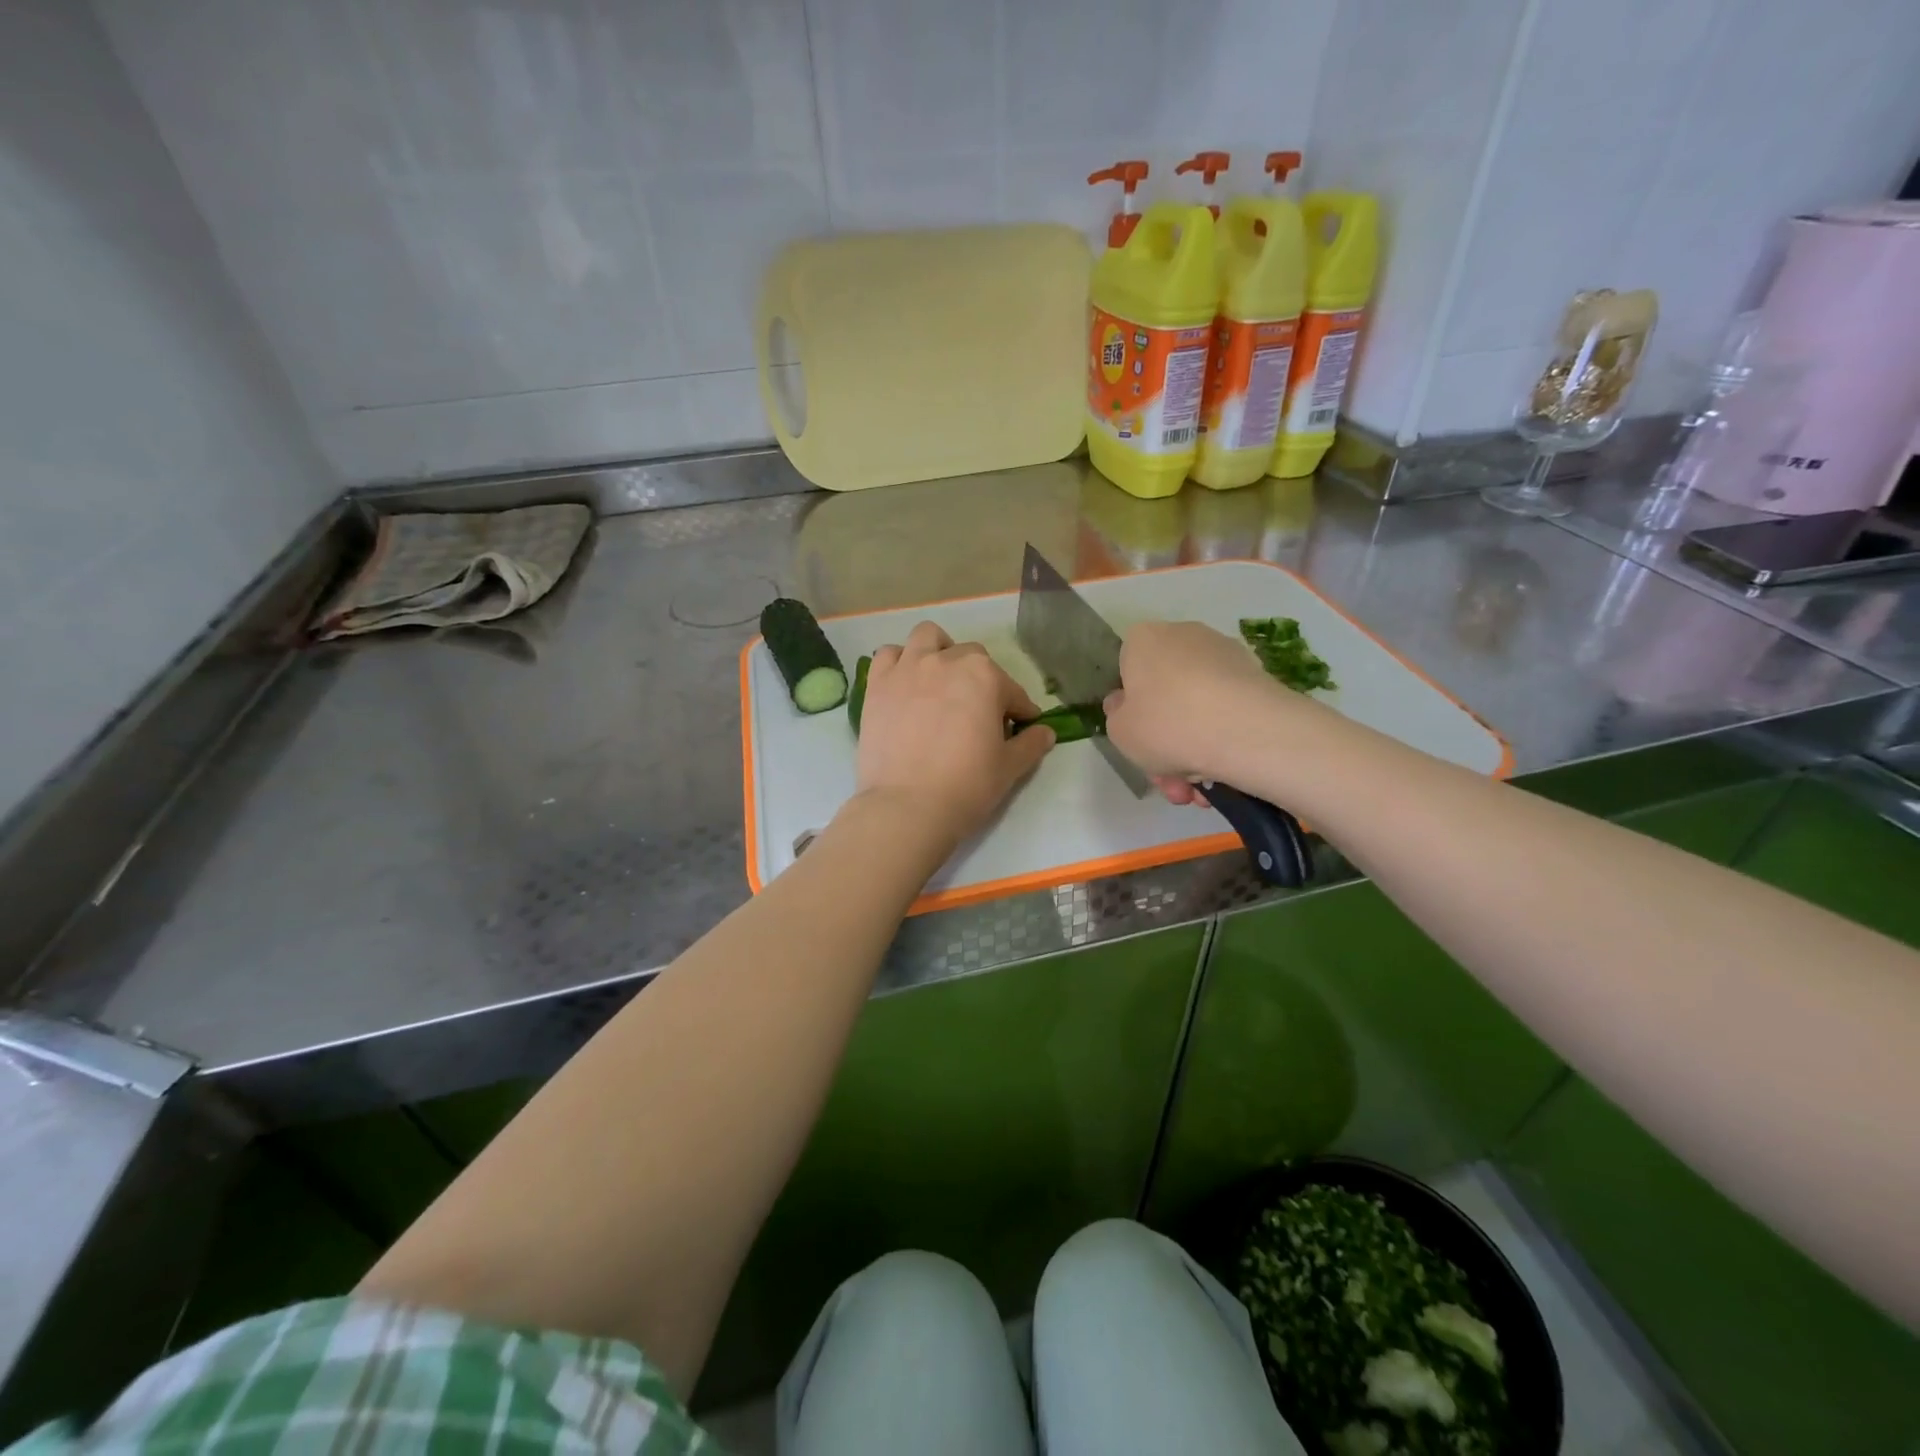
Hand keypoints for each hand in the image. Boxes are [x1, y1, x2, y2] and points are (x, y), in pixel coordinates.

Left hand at [856, 622, 1054, 844]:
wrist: (907, 806)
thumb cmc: (966, 785)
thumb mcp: (1010, 768)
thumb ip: (1031, 744)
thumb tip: (1046, 732)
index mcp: (985, 677)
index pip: (1012, 691)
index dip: (1020, 711)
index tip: (1020, 727)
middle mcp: (946, 661)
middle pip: (972, 658)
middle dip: (982, 680)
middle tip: (979, 712)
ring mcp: (907, 669)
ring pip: (928, 638)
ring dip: (940, 651)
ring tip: (941, 679)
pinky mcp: (877, 684)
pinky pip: (888, 654)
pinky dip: (899, 662)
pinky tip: (906, 683)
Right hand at [1102, 621, 1306, 801]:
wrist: (1245, 732)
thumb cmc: (1166, 725)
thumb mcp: (1119, 731)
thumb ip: (1117, 716)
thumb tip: (1127, 705)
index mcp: (1144, 639)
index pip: (1127, 669)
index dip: (1130, 709)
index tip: (1139, 739)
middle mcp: (1184, 636)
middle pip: (1165, 695)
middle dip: (1166, 744)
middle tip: (1171, 782)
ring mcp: (1225, 655)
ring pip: (1198, 710)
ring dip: (1194, 752)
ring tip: (1198, 792)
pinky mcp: (1257, 678)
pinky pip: (1227, 713)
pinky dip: (1222, 742)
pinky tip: (1223, 777)